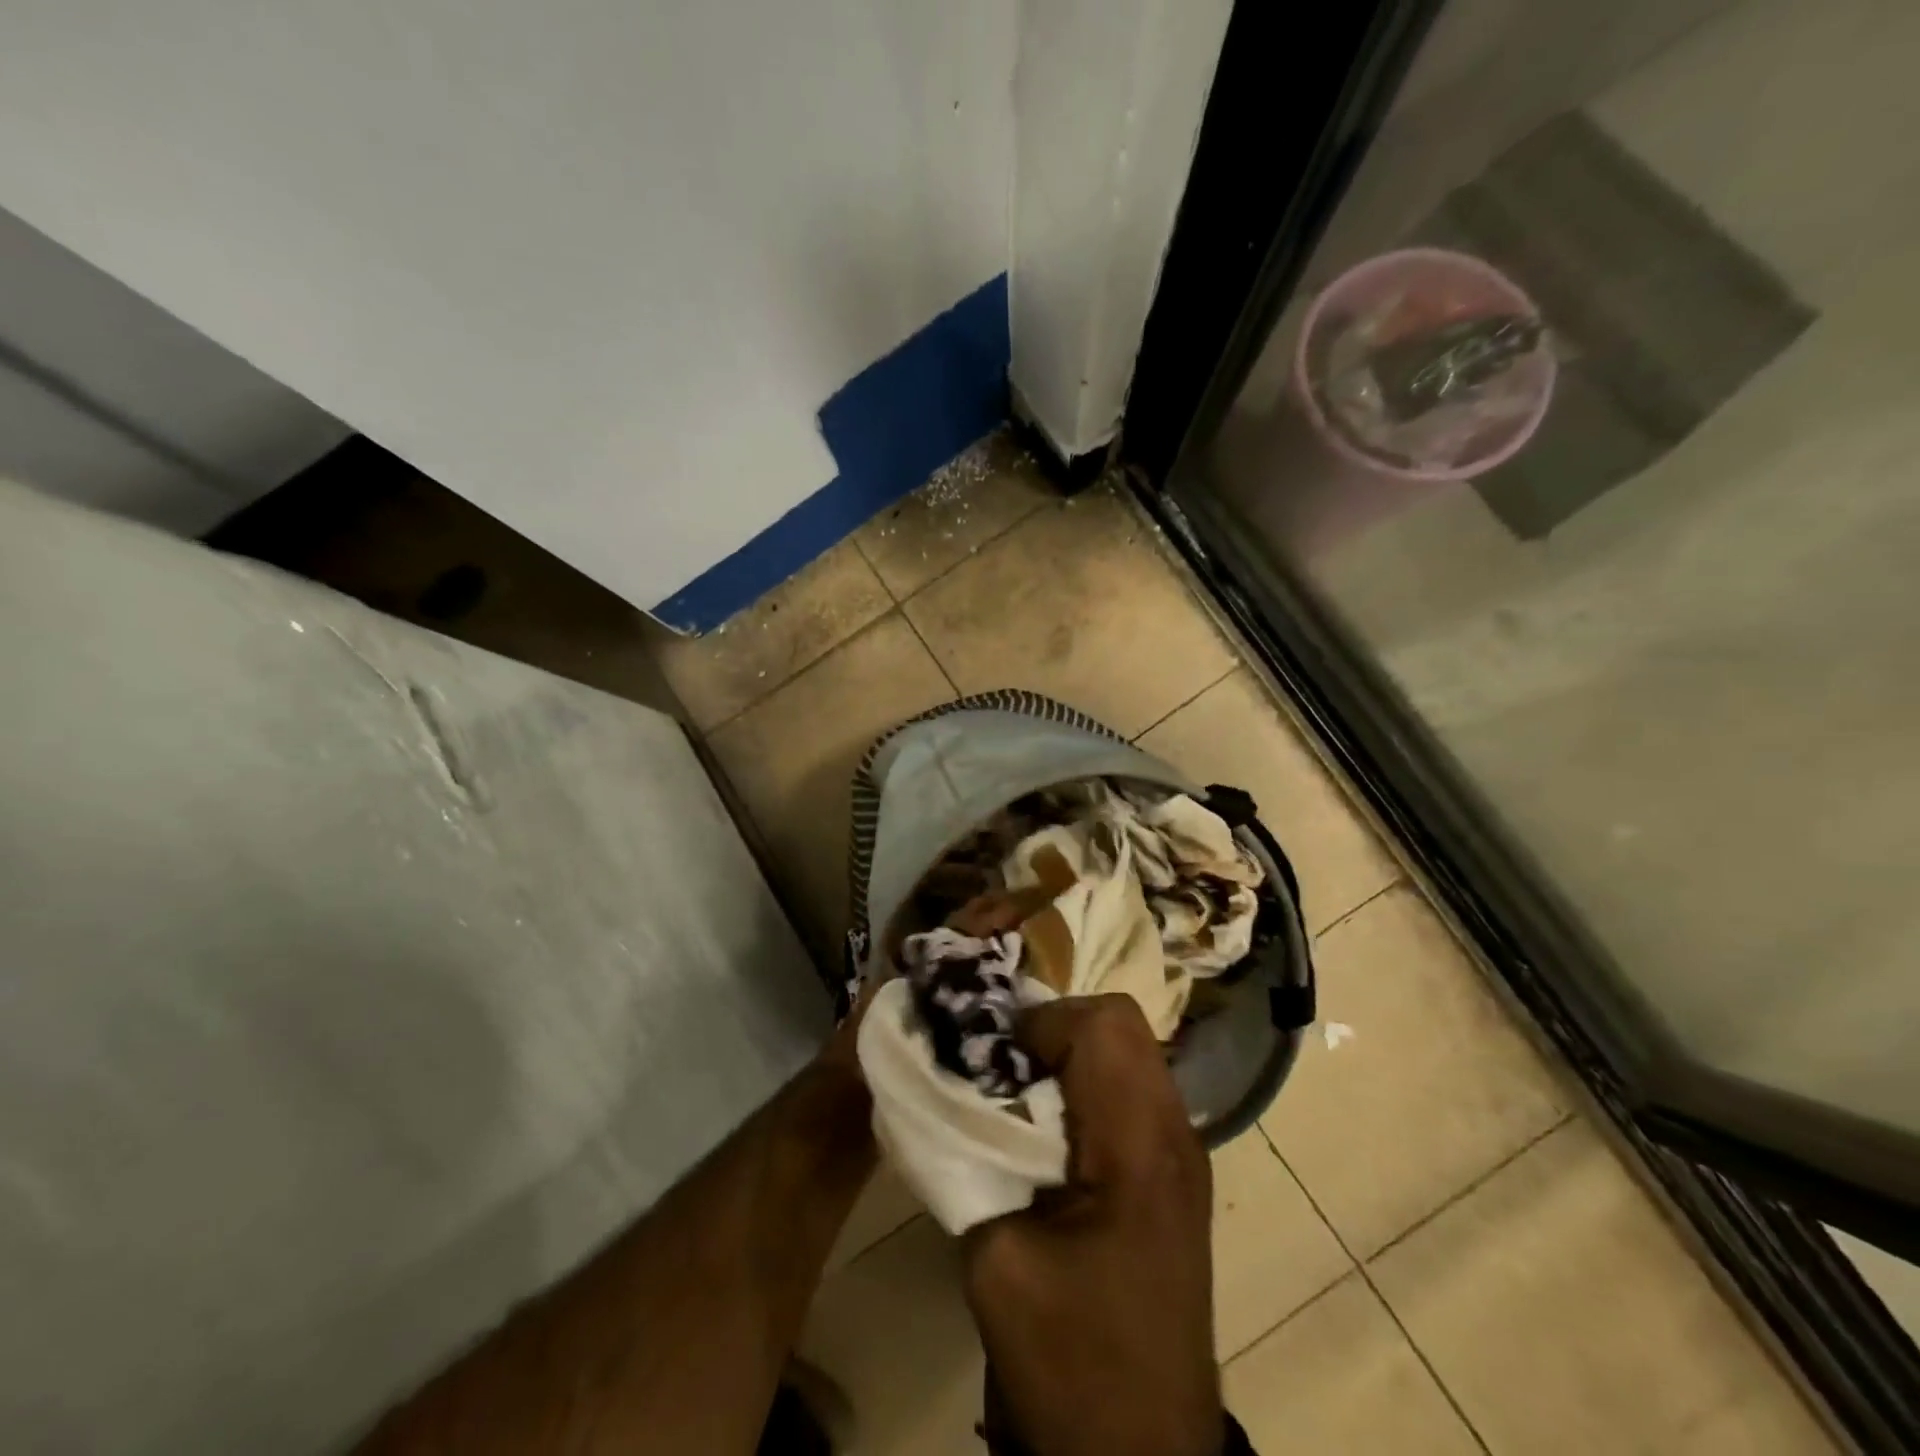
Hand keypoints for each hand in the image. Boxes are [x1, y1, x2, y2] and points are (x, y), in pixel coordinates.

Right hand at [961, 995, 1221, 1455]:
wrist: (1140, 1454)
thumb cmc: (1071, 1361)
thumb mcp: (996, 1257)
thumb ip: (970, 1155)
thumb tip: (947, 1088)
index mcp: (1140, 1145)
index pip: (1102, 1023)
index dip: (1038, 1026)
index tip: (992, 1064)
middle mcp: (1174, 1130)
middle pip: (1120, 1022)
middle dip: (1052, 1028)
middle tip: (1001, 1070)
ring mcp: (1181, 1149)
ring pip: (1126, 1049)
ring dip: (1068, 1053)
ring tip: (1018, 1093)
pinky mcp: (1170, 1169)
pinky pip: (1128, 1086)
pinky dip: (1084, 1081)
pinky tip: (1048, 1129)